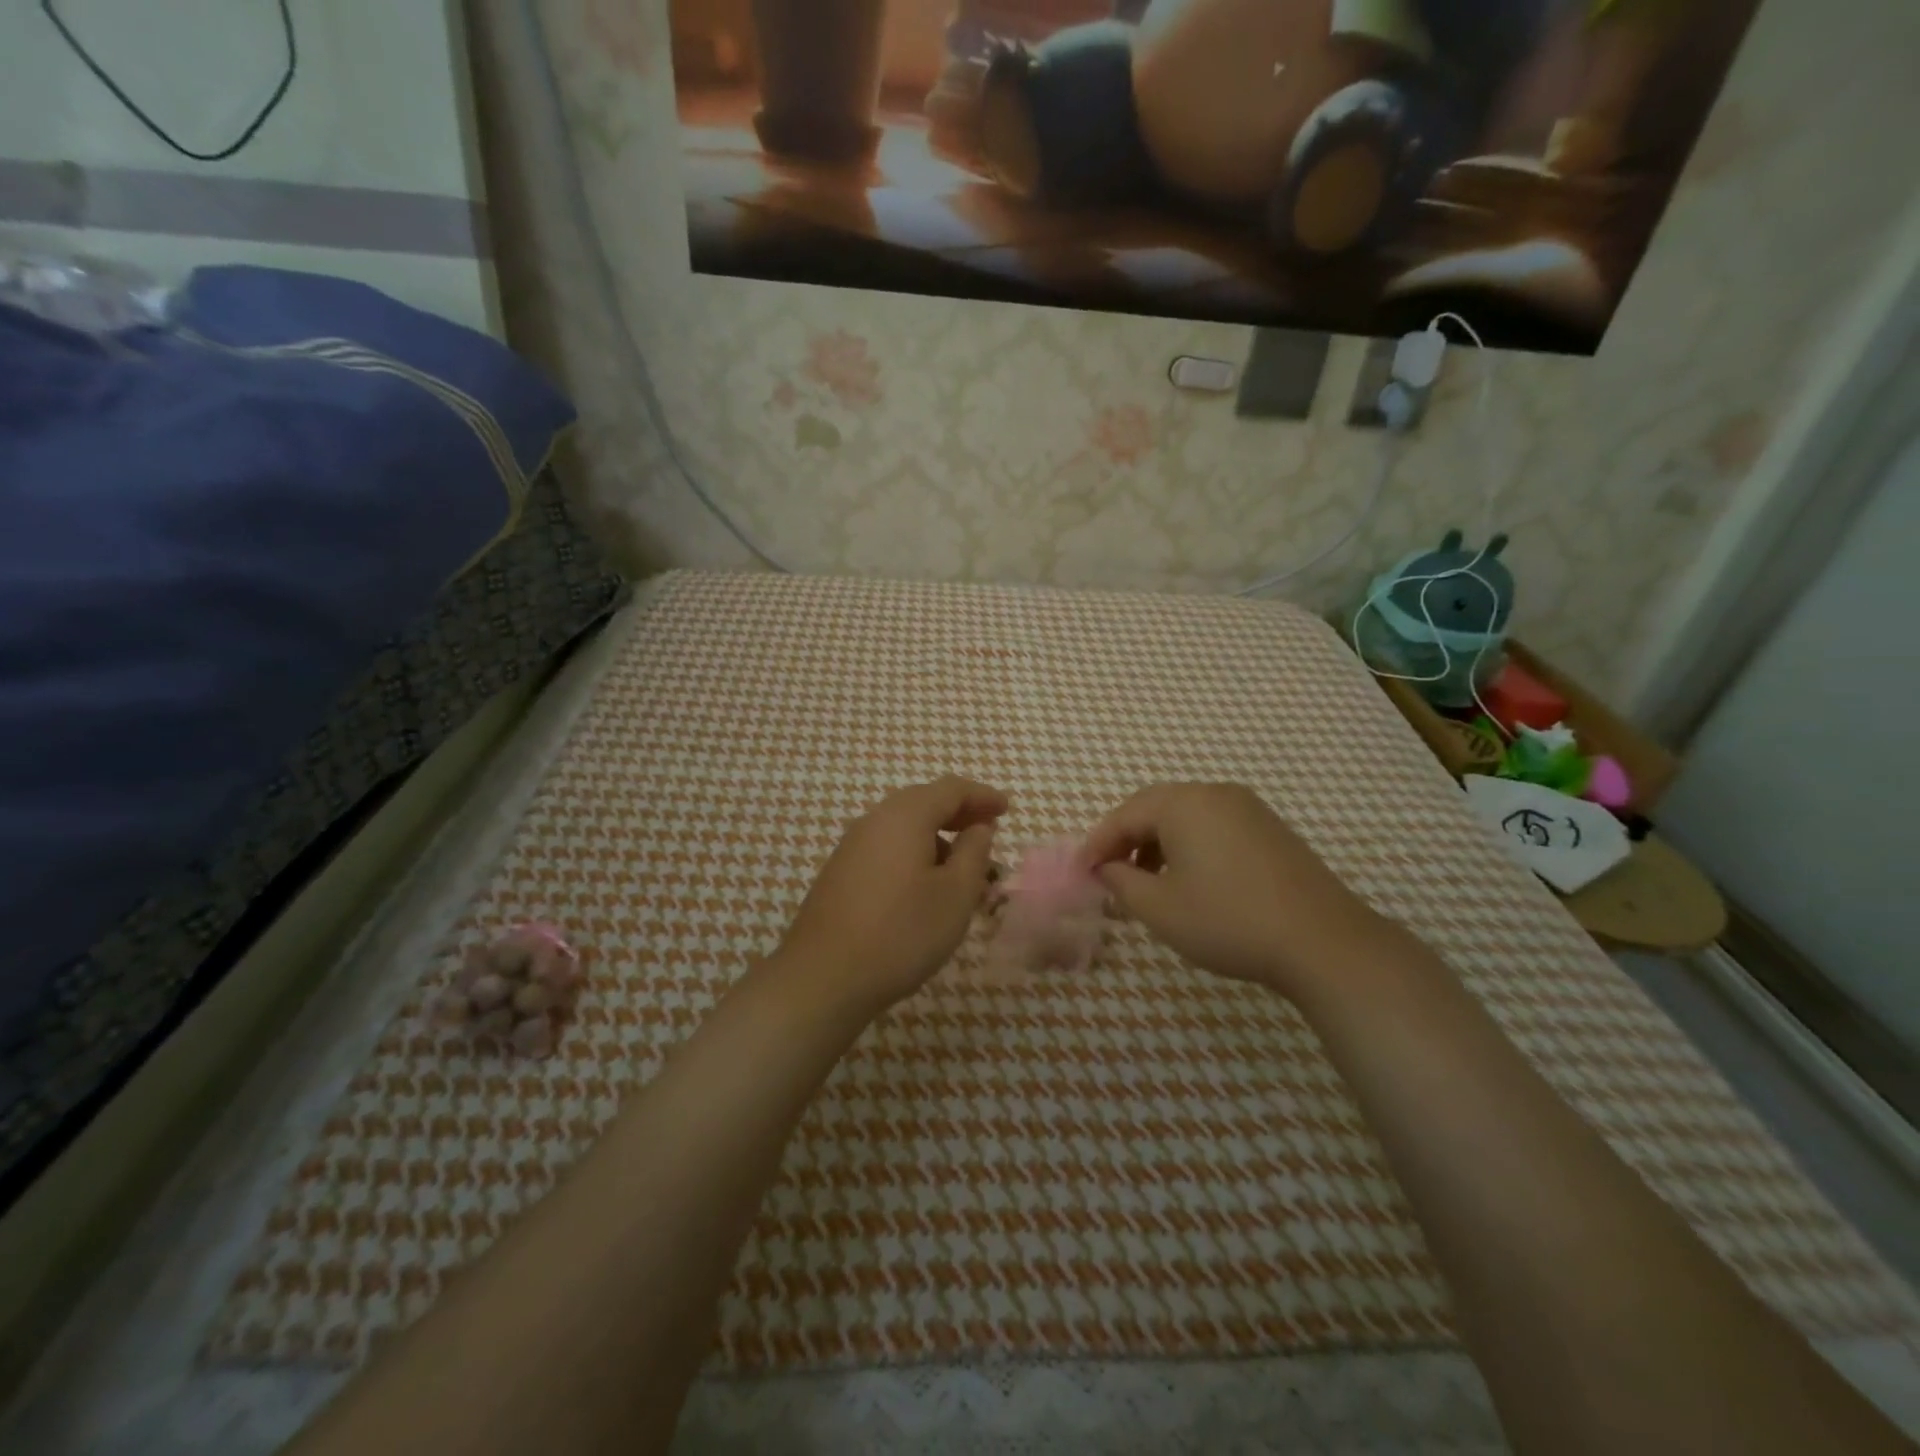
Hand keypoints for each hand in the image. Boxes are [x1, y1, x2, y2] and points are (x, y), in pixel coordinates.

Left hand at [773, 776, 1007, 1016]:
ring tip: (962, 868)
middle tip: (987, 830)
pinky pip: (886, 848)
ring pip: (903, 828)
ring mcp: (852, 847)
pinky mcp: (840, 873)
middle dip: (959, 813)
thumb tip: (978, 827)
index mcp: (904, 816)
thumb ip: (973, 853)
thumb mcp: (955, 895)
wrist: (824, 977)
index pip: (950, 789)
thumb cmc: (901, 932)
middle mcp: (874, 821)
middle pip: (923, 802)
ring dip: (936, 838)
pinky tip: (924, 886)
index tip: (1006, 809)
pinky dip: (914, 854)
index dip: (982, 796)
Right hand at [1081, 782, 1390, 1001]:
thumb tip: (1107, 869)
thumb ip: (1122, 884)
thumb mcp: (1161, 909)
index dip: (1097, 843)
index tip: (1080, 871)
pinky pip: (1213, 825)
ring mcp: (1248, 808)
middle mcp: (1215, 794)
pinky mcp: (1270, 829)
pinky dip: (1188, 845)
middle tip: (1108, 871)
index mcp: (1184, 804)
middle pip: (1155, 807)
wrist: (1324, 942)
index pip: (1125, 815)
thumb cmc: (1229, 921)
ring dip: (1157, 842)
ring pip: (1185, 816)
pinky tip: (1189, 879)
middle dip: (1126, 838)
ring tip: (1146, 880)